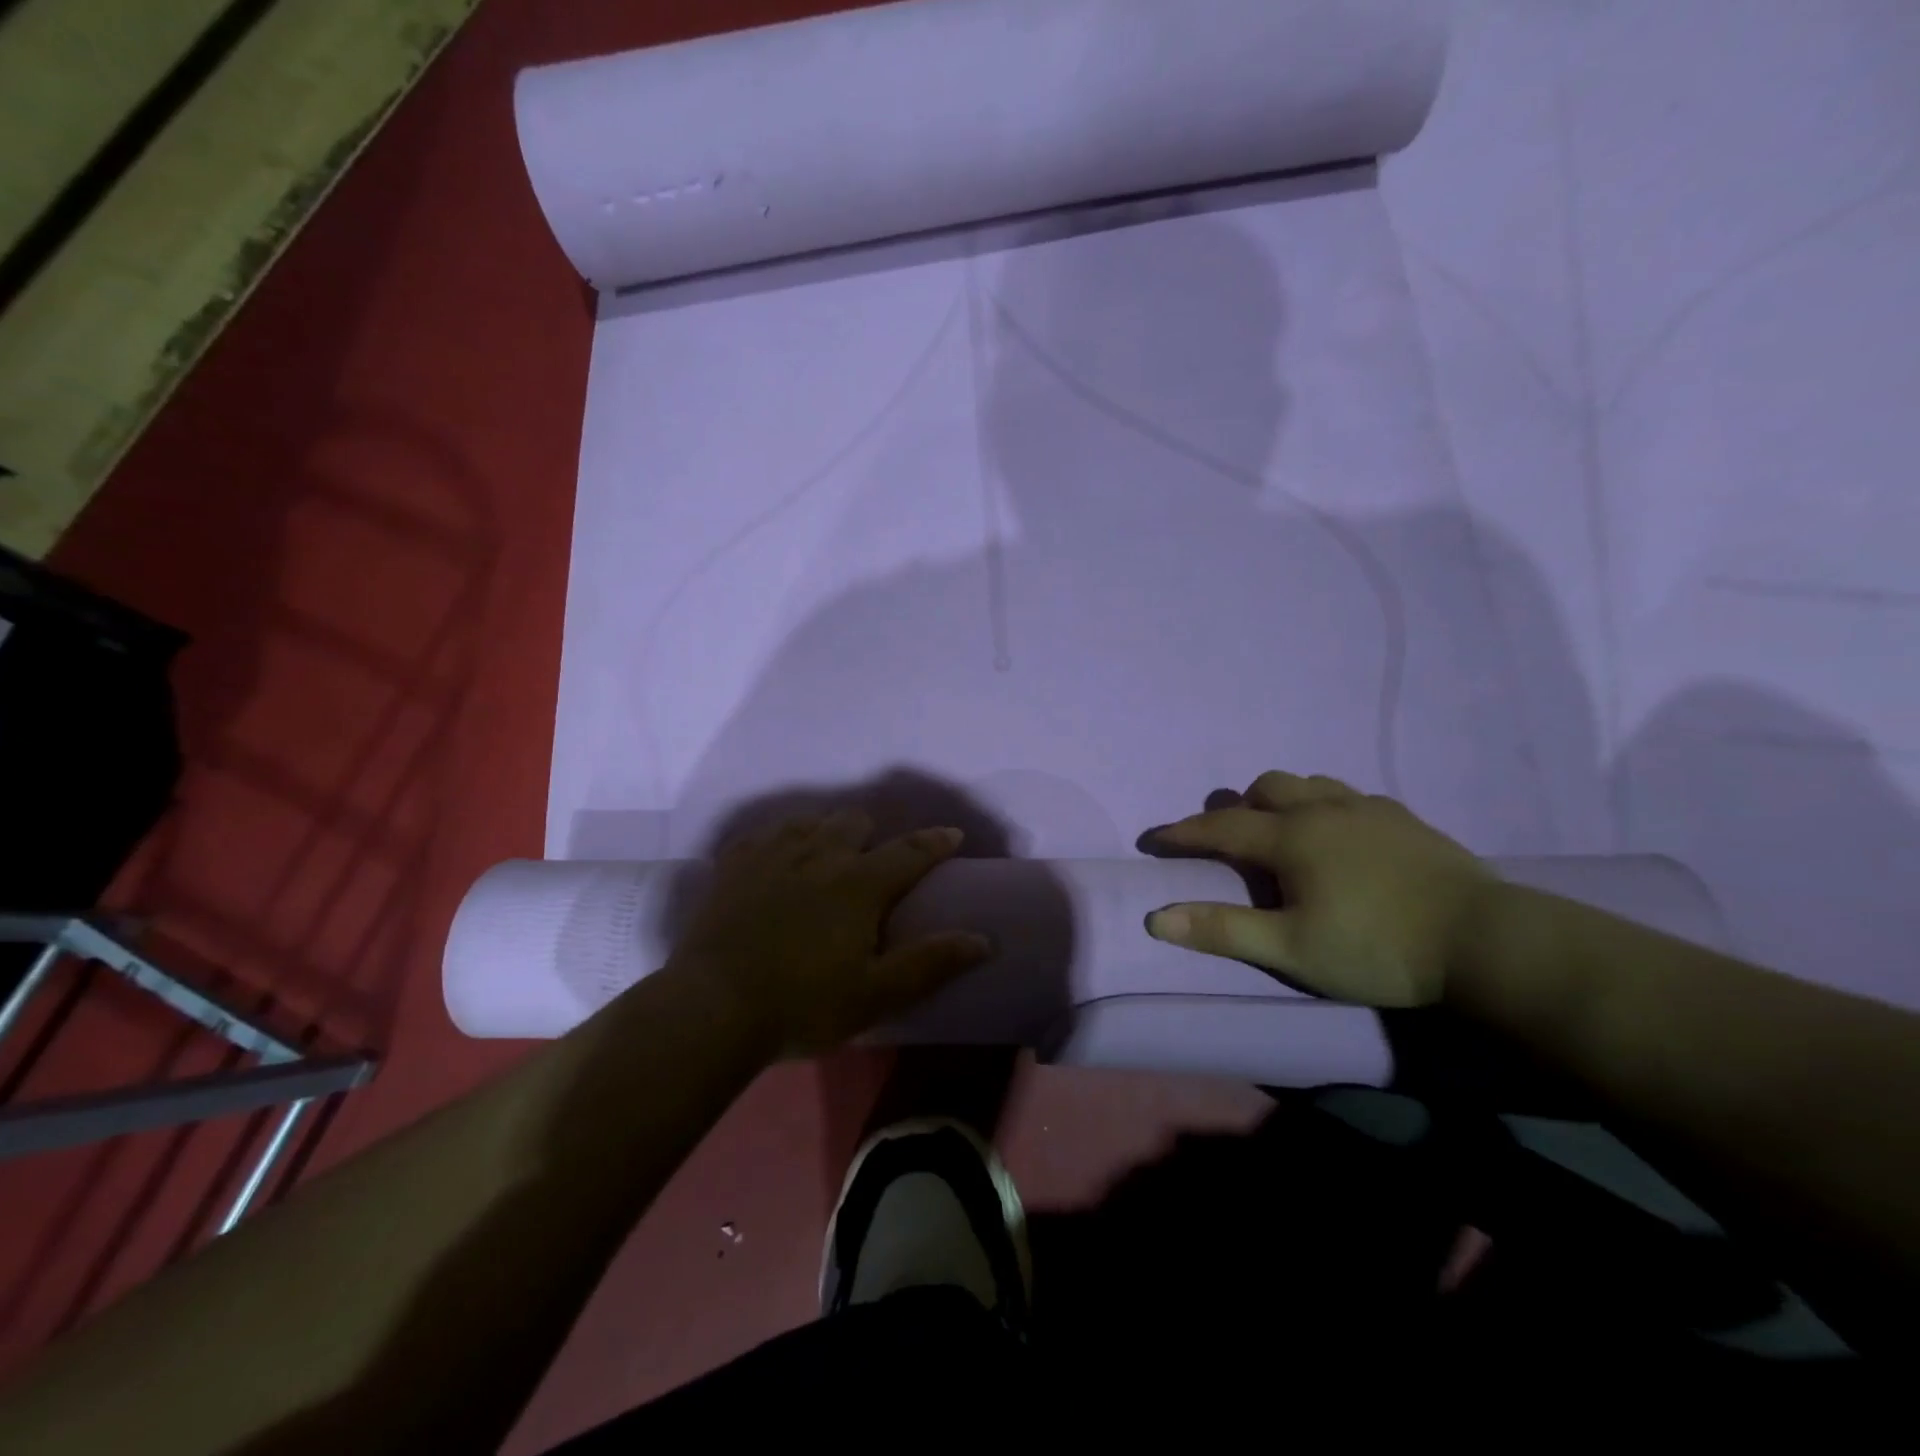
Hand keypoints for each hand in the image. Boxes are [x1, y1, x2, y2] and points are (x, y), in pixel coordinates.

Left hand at [665, 810, 991, 1056]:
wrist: (712, 1009)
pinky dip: (781, 840)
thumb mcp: (875, 995)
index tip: (952, 834)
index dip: (936, 841)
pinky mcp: (735, 863)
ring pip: (811, 820)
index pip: (910, 851)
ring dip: (828, 832)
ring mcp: (773, 853)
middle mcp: (820, 853)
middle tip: (873, 864)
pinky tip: (778, 861)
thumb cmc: (802, 1005)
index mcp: (859, 883)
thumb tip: (982, 939)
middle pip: (855, 821)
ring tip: (826, 858)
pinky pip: (766, 833)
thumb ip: (930, 963)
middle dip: (873, 835)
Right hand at [1143, 771, 1495, 1006]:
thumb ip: (1222, 930)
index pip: (1220, 827)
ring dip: (1283, 799)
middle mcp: (1323, 810)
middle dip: (1238, 807)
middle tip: (1232, 841)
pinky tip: (1342, 836)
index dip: (1182, 833)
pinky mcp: (1405, 819)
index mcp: (1291, 838)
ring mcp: (1369, 809)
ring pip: (1310, 782)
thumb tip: (1155, 918)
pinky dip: (1326, 806)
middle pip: (1266, 787)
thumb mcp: (1291, 950)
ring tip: (1285, 833)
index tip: (1155, 839)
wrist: (1485, 941)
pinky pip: (1350, 795)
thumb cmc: (1377, 948)